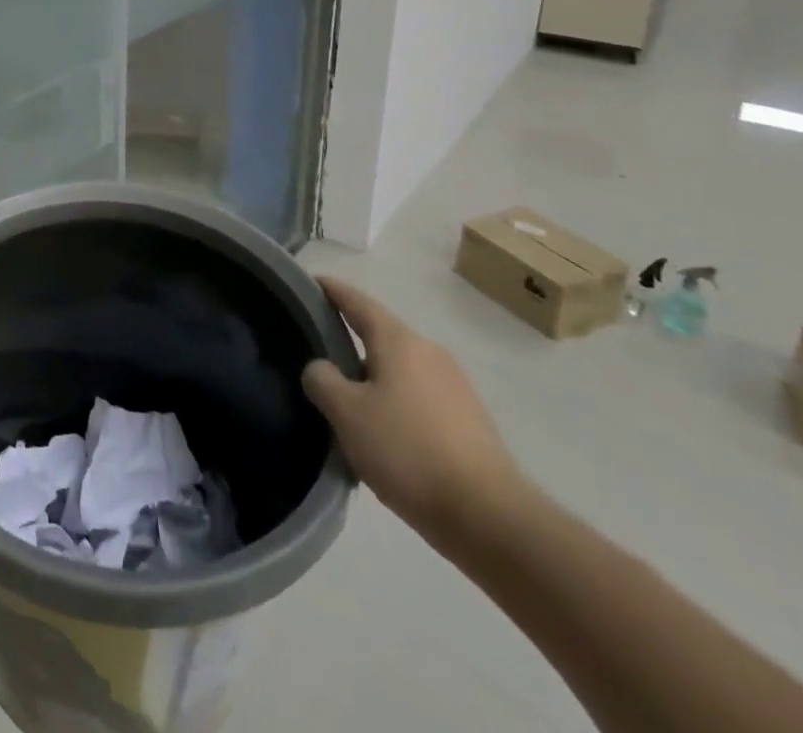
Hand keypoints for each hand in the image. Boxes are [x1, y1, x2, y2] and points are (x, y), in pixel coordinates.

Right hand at [302, 277, 528, 546]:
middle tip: (317, 356)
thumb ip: (322, 379)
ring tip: (345, 406)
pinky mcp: (469, 421)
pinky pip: (418, 399)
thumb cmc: (408, 451)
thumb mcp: (346, 413)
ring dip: (371, 380)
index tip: (310, 282)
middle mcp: (430, 353)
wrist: (492, 519)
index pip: (357, 301)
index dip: (331, 290)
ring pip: (399, 371)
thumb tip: (321, 369)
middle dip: (348, 342)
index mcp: (399, 341)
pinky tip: (382, 436)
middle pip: (380, 336)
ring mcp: (455, 388)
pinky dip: (394, 405)